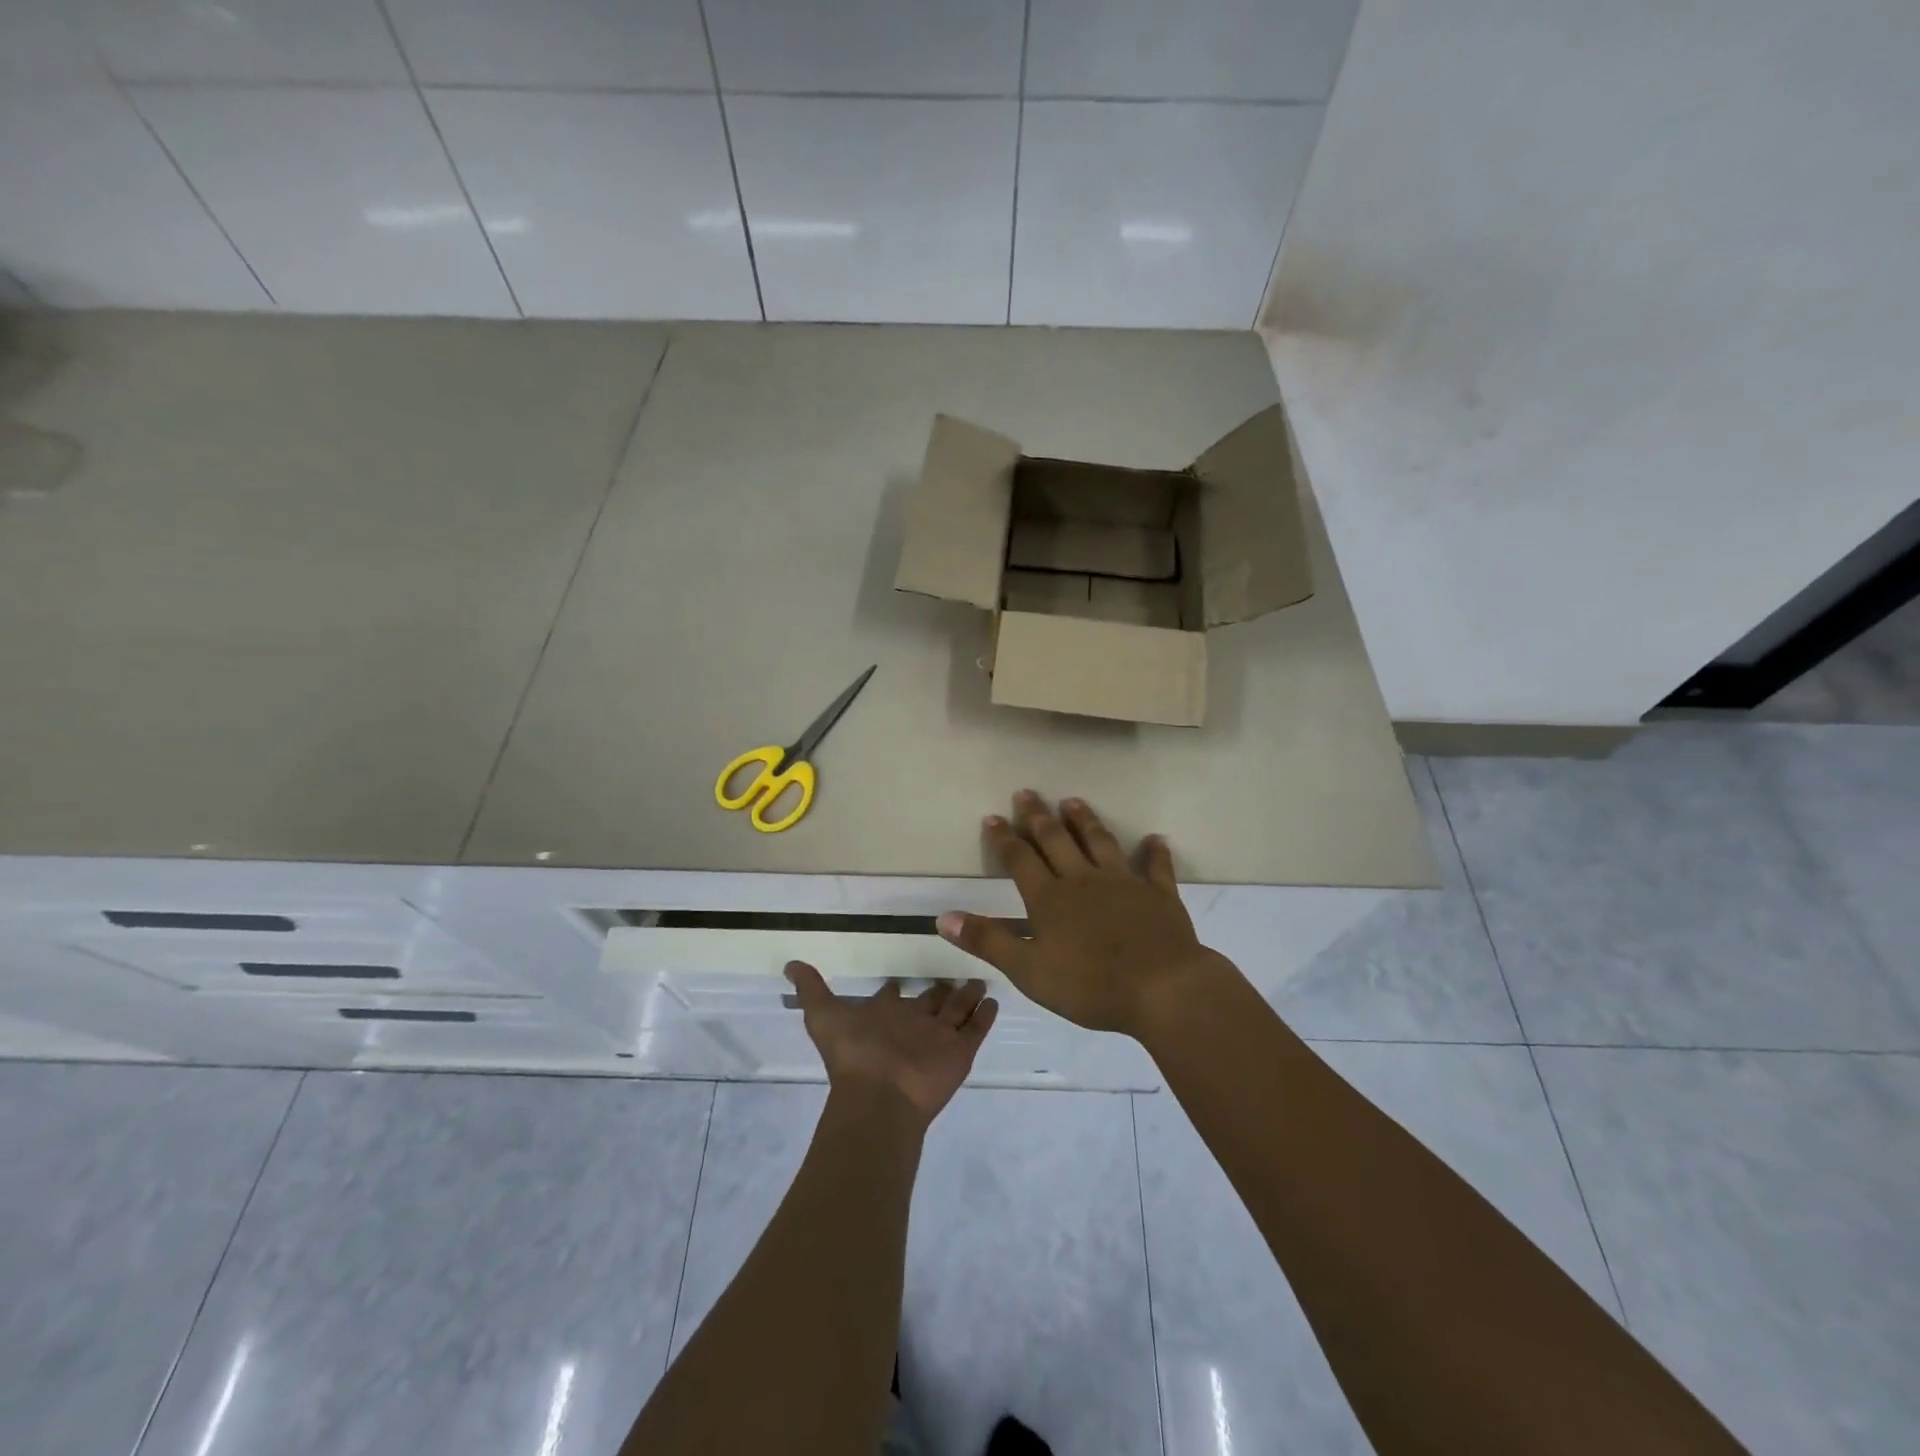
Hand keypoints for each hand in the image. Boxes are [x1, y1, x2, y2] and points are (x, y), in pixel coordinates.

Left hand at [783, 962, 997, 1125]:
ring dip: (967, 997)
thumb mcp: (824, 1015)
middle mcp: (912, 1025)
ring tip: (979, 980)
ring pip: (957, 1011)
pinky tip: (994, 999)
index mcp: (883, 1016)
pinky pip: (977, 1029)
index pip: (891, 997)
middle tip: (954, 972)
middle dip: (940, 989)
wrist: (880, 1096)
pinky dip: (985, 1015)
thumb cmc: (854, 1054)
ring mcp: (938, 1039)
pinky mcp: (960, 1052)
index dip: (894, 988)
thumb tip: (789, 964)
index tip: (901, 977)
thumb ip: (810, 989)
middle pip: (930, 1002)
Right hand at [936, 790, 1231, 1037]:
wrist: (1161, 988)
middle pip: (1057, 840)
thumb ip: (988, 941)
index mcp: (1050, 898)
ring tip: (1073, 801)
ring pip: (1100, 843)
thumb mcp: (1028, 970)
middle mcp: (1083, 880)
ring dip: (1085, 821)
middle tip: (1027, 792)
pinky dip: (1154, 853)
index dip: (1004, 838)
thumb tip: (944, 917)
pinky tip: (1154, 839)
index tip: (993, 817)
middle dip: (1038, 816)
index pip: (1020, 859)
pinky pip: (1156, 868)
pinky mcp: (1158, 895)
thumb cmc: (1089, 985)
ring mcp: (1124, 884)